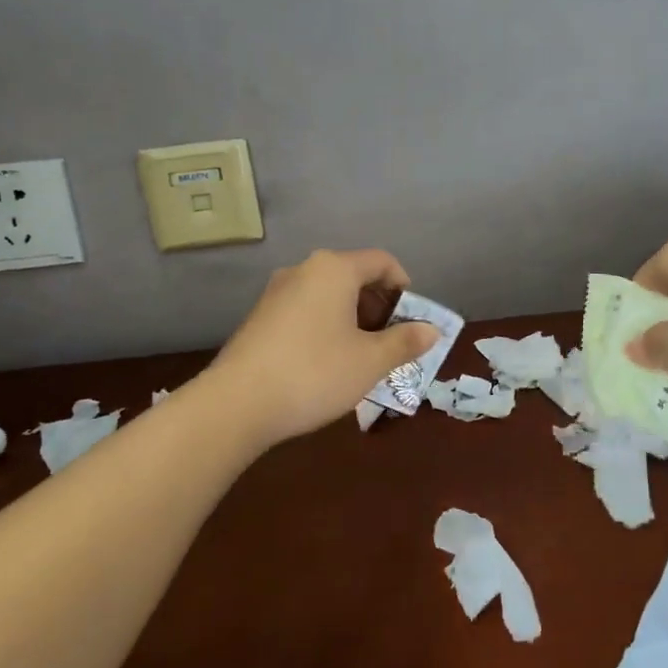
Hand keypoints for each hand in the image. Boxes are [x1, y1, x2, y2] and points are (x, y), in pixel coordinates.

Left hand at [208, 249, 438, 445]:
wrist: (236, 405)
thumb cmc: (315, 373)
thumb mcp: (371, 361)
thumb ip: (405, 341)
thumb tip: (431, 330)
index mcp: (334, 269)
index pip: (382, 262)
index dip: (404, 288)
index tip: (412, 320)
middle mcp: (304, 270)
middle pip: (355, 276)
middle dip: (380, 305)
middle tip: (392, 341)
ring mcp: (277, 293)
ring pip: (329, 295)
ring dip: (354, 318)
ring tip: (363, 355)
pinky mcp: (260, 317)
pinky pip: (306, 310)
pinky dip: (327, 326)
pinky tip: (328, 362)